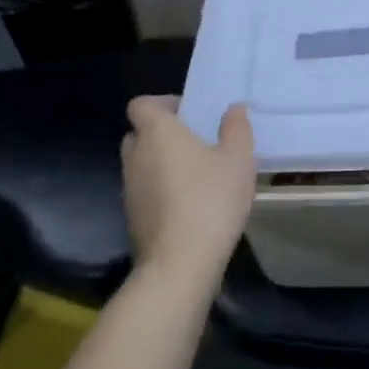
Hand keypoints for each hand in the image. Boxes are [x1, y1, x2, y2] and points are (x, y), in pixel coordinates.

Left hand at [121, 95, 256, 286]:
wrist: (179, 265)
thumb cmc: (210, 200)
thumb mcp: (238, 159)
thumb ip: (236, 128)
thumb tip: (233, 109)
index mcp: (157, 132)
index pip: (141, 104)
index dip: (162, 104)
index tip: (189, 114)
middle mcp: (135, 155)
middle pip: (139, 133)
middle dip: (162, 134)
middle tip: (195, 143)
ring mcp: (129, 189)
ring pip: (141, 164)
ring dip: (161, 164)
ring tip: (196, 176)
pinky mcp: (132, 218)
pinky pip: (144, 191)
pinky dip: (160, 191)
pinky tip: (189, 206)